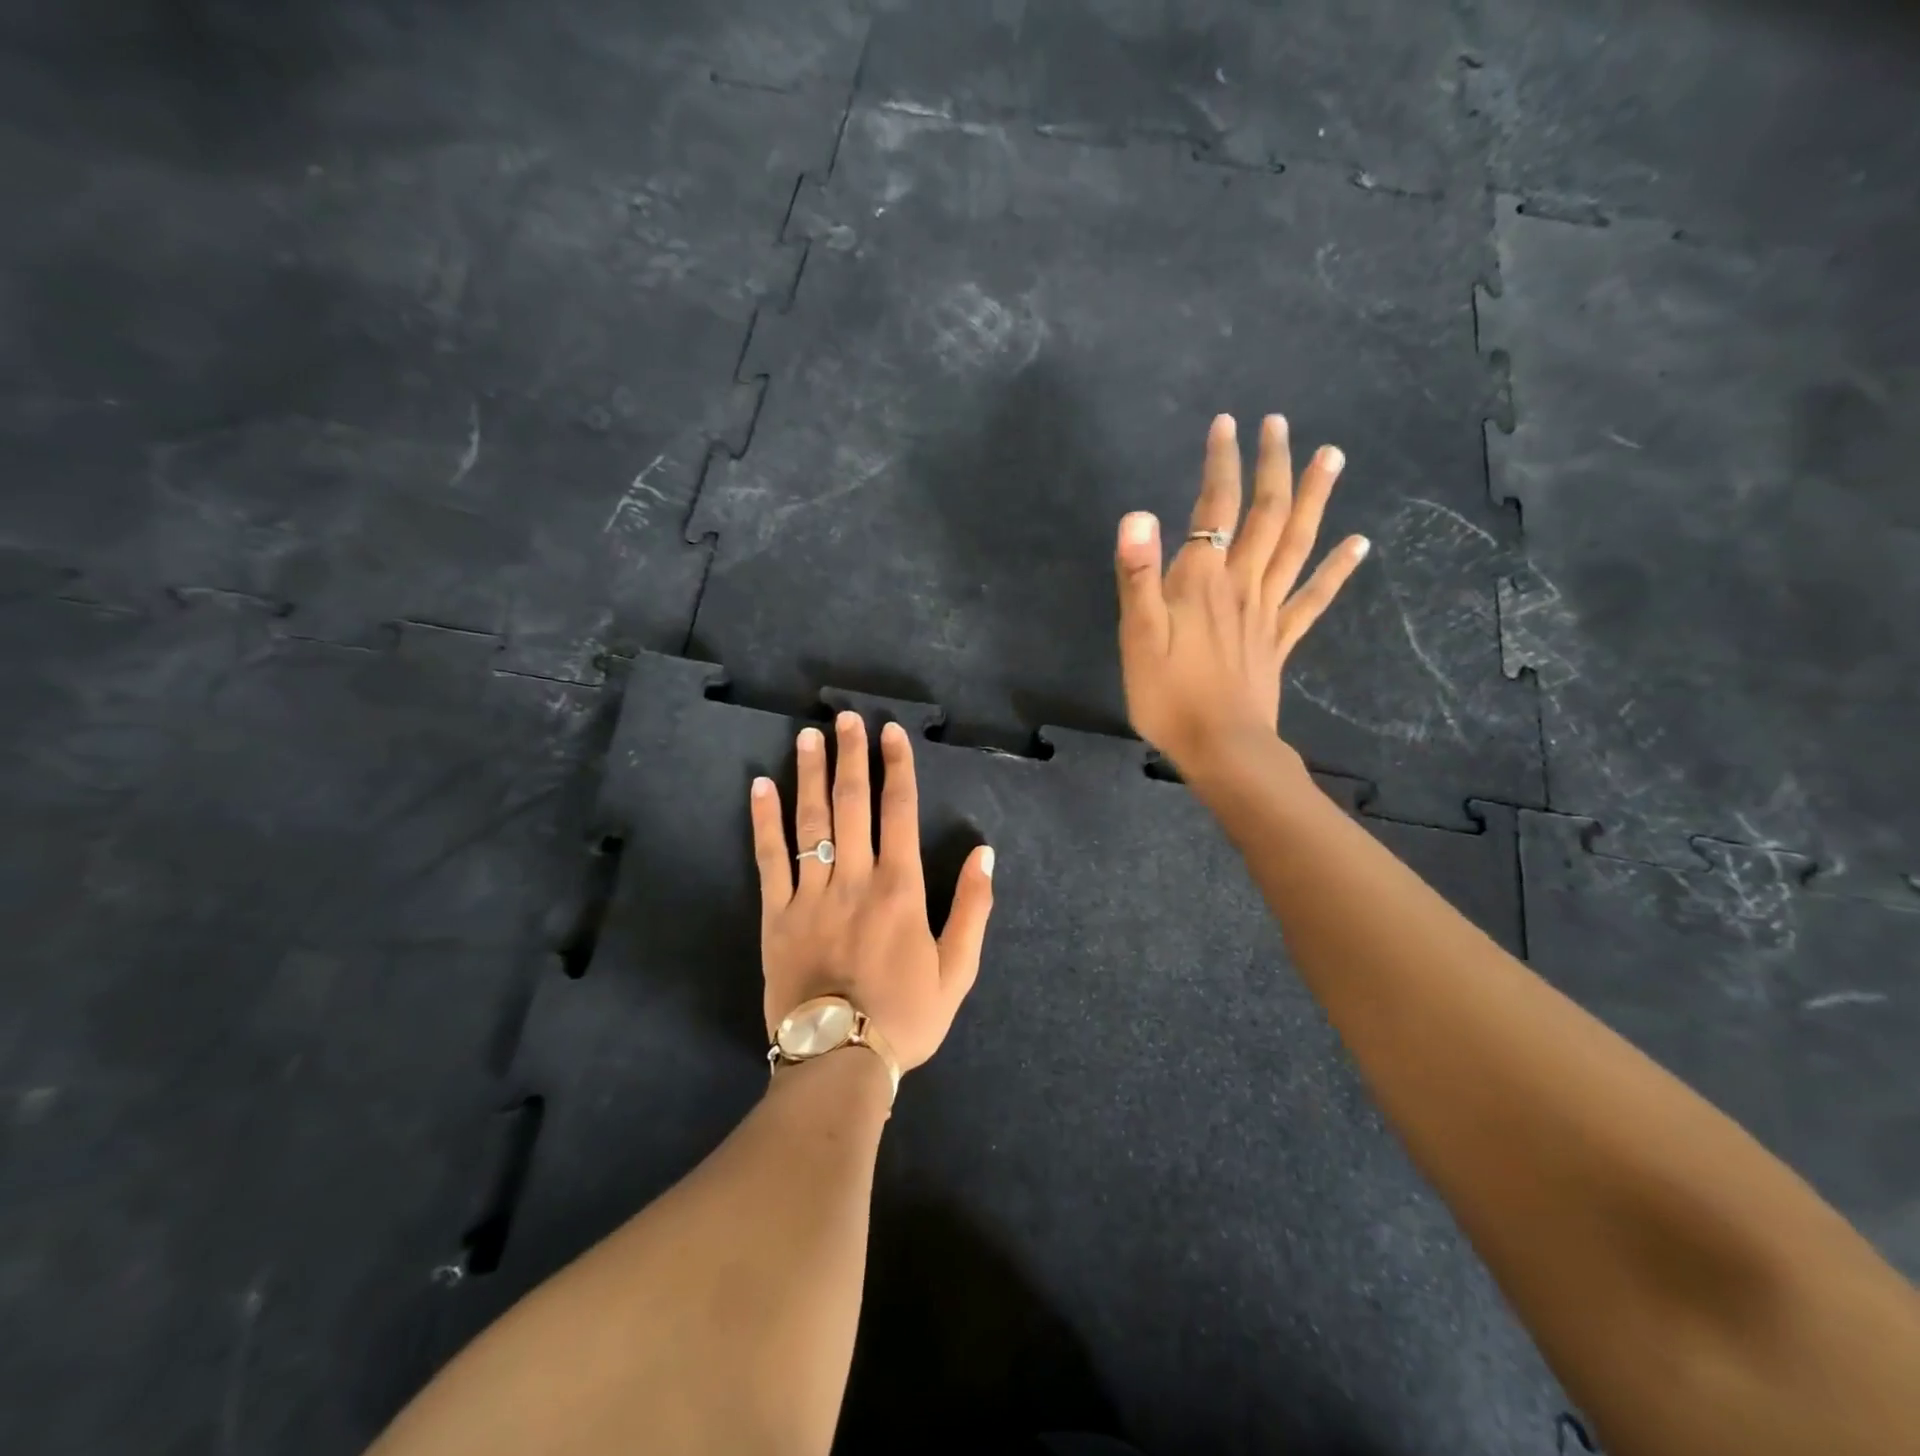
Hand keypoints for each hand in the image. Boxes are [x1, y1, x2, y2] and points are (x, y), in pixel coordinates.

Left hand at [750, 712, 994, 1072]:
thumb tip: (985, 854)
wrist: (838, 1061)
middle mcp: (855, 878)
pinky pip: (769, 859)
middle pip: (852, 804)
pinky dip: (764, 821)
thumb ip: (973, 909)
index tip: (891, 732)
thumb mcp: (958, 970)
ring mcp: (811, 894)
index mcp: (900, 888)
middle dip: (851, 756)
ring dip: (810, 774)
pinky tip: (760, 787)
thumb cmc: (905, 1016)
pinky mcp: (776, 915)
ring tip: (807, 736)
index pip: (899, 811)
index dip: (897, 767)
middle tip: (846, 718)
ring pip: (811, 821)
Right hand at [1115, 413, 1368, 771]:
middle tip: (1282, 424)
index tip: (1228, 424)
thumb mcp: (1137, 637)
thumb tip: (1138, 515)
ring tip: (1332, 457)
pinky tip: (1357, 544)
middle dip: (1272, 466)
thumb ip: (1138, 576)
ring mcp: (1267, 612)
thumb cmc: (1169, 695)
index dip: (1221, 465)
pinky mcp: (1279, 640)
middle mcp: (1241, 585)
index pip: (1214, 510)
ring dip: (1314, 499)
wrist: (1220, 747)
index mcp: (1202, 582)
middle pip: (1265, 516)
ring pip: (1296, 545)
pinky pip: (1312, 599)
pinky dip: (1336, 569)